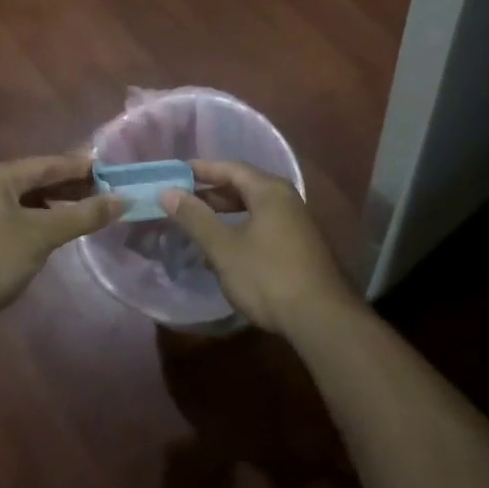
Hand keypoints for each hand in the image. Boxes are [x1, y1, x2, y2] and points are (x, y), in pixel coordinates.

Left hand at [0, 156, 120, 333]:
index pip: (49, 163)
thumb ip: (81, 215)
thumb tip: (122, 199)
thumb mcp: (40, 236)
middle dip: (71, 186)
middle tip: (106, 193)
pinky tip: (52, 234)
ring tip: (85, 212)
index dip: (82, 166)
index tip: (113, 171)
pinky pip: (14, 218)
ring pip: (25, 200)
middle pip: (37, 179)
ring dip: (55, 204)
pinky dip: (37, 220)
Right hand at [160, 160, 360, 335]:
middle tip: (181, 200)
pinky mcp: (298, 245)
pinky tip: (223, 251)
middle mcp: (286, 199)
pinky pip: (262, 226)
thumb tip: (168, 192)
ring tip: (196, 224)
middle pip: (243, 186)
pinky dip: (239, 229)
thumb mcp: (224, 248)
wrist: (320, 319)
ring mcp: (295, 222)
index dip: (201, 169)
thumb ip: (195, 218)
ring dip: (224, 214)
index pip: (230, 168)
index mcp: (269, 190)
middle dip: (211, 193)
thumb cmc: (268, 276)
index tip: (175, 174)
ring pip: (253, 208)